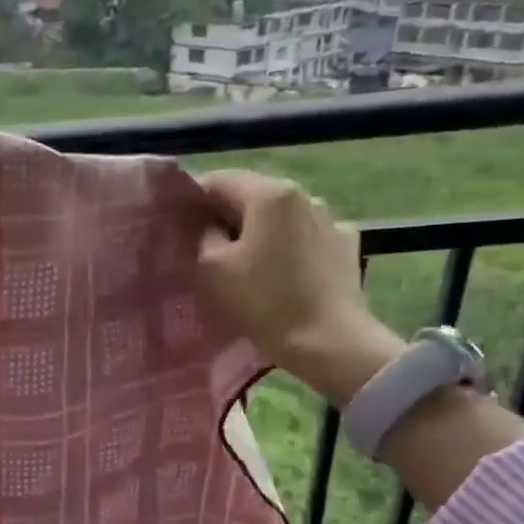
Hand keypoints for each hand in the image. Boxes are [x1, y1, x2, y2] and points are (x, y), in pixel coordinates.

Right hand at [194, 169, 403, 404]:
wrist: (329, 342)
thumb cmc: (264, 302)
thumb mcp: (212, 267)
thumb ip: (202, 233)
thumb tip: (207, 222)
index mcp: (269, 194)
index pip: (217, 180)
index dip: (192, 199)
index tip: (177, 225)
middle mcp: (304, 195)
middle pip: (251, 196)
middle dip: (225, 217)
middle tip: (203, 247)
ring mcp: (330, 219)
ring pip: (279, 217)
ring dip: (258, 232)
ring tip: (243, 262)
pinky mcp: (345, 246)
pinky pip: (304, 237)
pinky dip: (287, 247)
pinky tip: (280, 272)